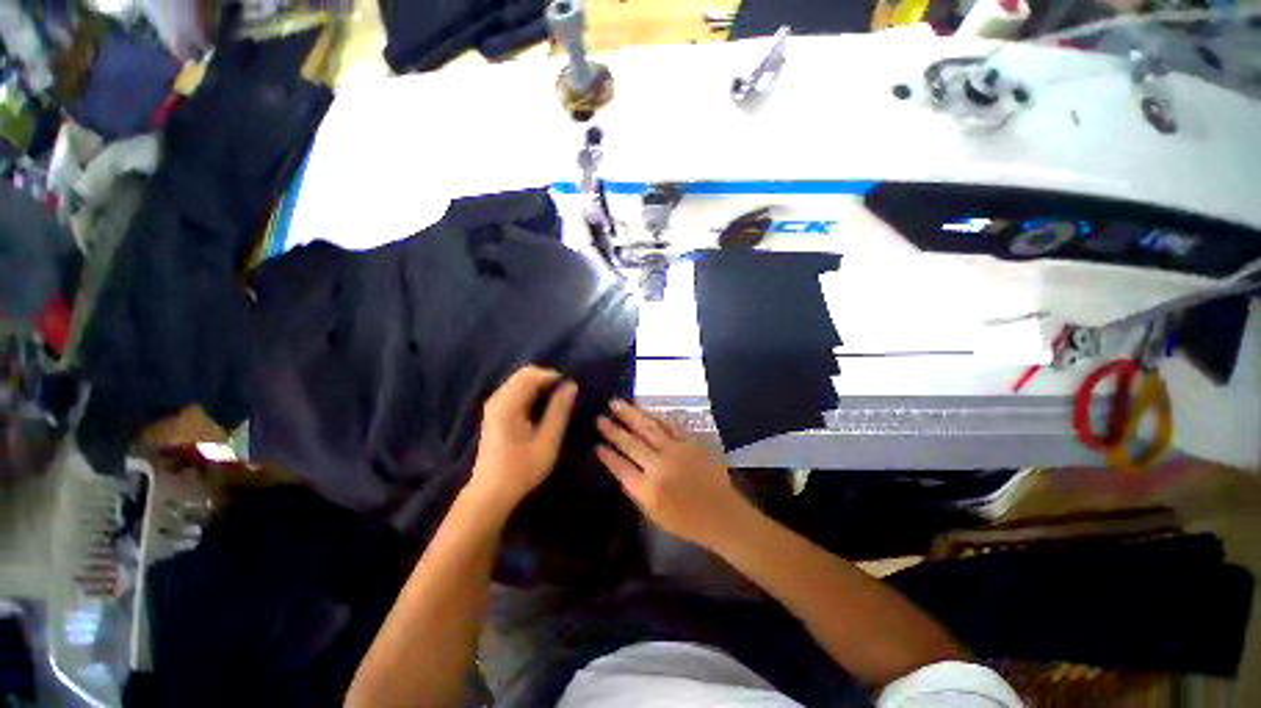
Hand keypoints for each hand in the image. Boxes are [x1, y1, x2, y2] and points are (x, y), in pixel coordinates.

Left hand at [469, 366, 577, 513]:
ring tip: (559, 398)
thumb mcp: (547, 441)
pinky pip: (516, 389)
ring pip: (520, 380)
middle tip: (566, 392)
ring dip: (541, 384)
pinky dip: (533, 391)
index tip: (572, 387)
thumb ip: (559, 411)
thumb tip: (571, 385)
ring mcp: (494, 404)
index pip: (532, 374)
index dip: (554, 375)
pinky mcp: (495, 411)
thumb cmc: (521, 469)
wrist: (491, 492)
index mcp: (507, 404)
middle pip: (525, 373)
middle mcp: (498, 398)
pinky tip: (544, 405)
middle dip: (548, 377)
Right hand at [596, 400, 748, 548]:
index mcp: (648, 489)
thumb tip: (619, 467)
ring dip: (630, 415)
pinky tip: (642, 407)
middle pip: (631, 444)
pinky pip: (668, 425)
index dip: (608, 456)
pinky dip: (653, 415)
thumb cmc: (686, 520)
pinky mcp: (689, 442)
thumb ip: (635, 490)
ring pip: (647, 428)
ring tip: (615, 403)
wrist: (722, 514)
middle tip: (599, 417)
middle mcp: (659, 466)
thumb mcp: (654, 514)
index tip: (597, 445)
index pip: (621, 468)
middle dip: (613, 430)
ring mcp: (675, 451)